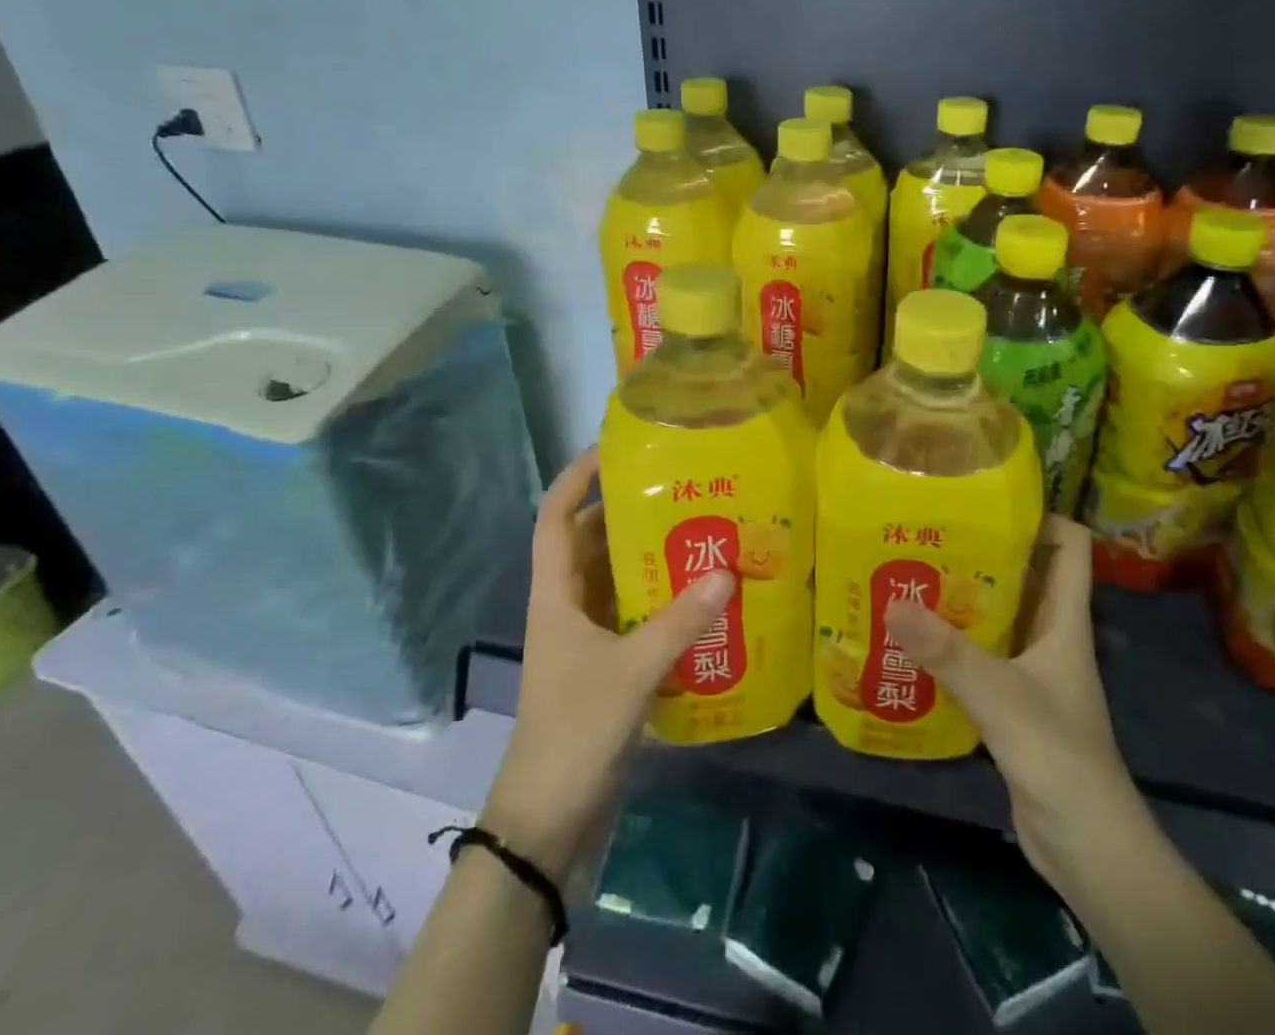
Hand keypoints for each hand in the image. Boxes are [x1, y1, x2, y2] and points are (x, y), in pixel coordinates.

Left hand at [481, 446, 731, 880]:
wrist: (547, 823)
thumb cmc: (575, 732)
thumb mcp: (631, 671)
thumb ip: (680, 621)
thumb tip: (727, 571)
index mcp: (555, 596)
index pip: (554, 518)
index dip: (575, 479)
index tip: (613, 450)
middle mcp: (566, 608)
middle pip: (591, 544)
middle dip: (627, 515)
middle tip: (678, 492)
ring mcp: (584, 640)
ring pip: (614, 581)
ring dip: (648, 561)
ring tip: (698, 535)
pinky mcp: (605, 668)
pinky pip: (632, 617)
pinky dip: (659, 603)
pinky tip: (700, 600)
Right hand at [886, 515, 1137, 897]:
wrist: (1089, 850)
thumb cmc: (1060, 758)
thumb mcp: (1002, 697)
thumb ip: (949, 652)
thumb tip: (893, 602)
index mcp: (1064, 621)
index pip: (1069, 547)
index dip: (1041, 516)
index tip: (988, 498)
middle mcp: (1050, 637)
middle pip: (1023, 575)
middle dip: (981, 551)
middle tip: (928, 531)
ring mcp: (1031, 671)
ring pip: (997, 617)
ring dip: (960, 598)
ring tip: (909, 574)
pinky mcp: (1011, 704)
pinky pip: (980, 657)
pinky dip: (952, 644)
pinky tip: (912, 640)